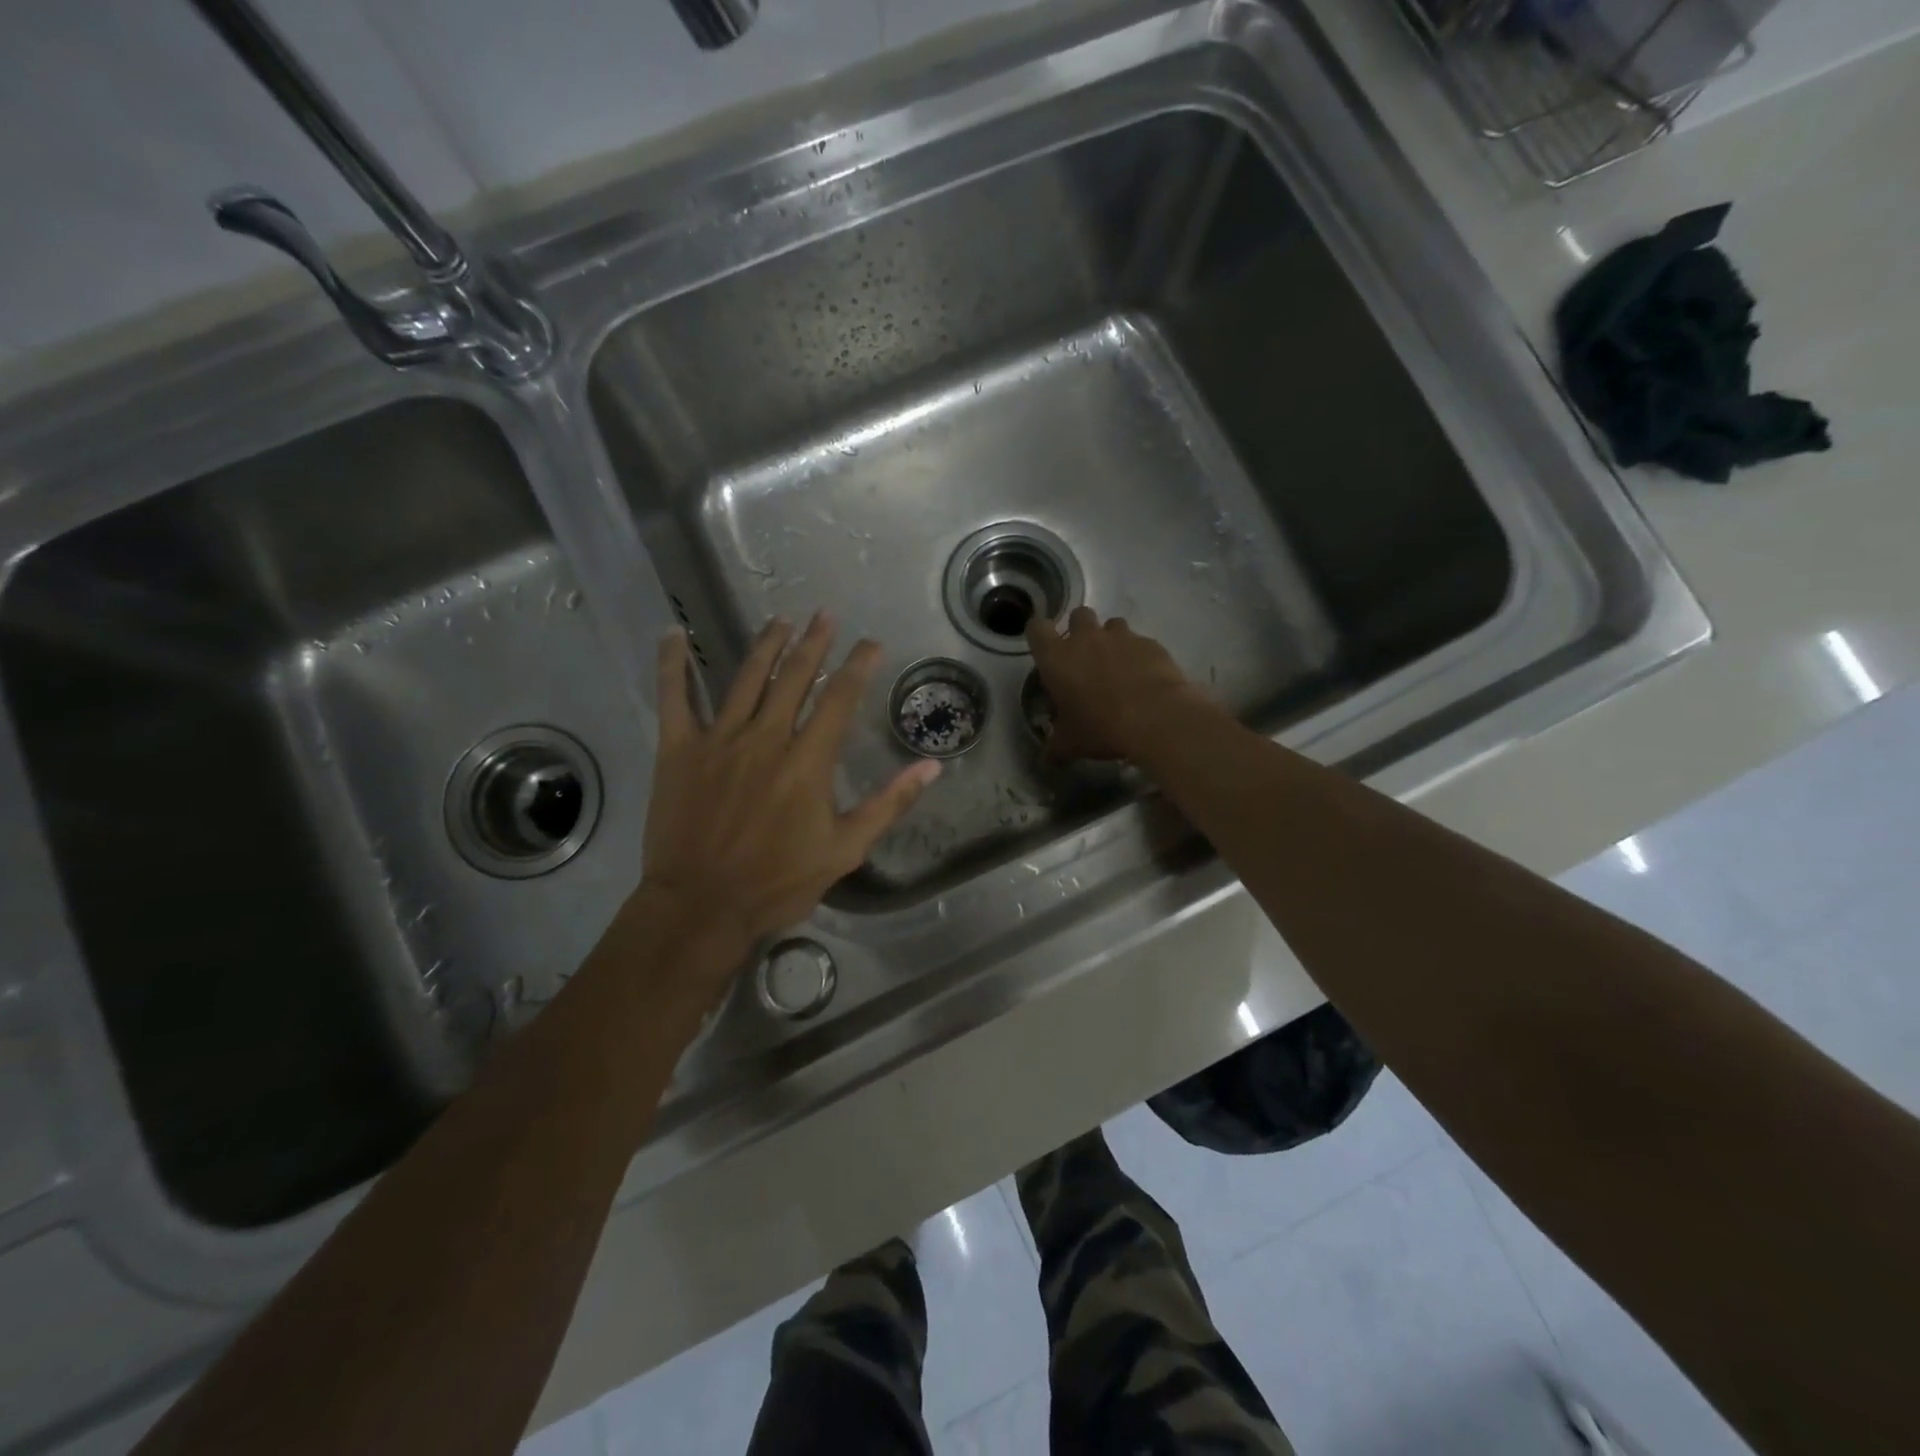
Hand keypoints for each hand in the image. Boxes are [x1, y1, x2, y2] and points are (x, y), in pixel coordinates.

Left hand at [640, 613, 940, 948]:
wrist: (702, 906)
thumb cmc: (778, 882)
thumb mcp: (846, 849)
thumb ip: (889, 803)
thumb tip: (931, 767)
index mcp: (807, 761)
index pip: (839, 699)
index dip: (858, 665)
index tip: (870, 643)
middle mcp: (766, 738)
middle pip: (794, 677)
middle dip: (814, 642)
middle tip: (825, 614)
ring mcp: (718, 740)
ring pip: (746, 678)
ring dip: (766, 645)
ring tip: (781, 620)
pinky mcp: (678, 750)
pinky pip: (673, 698)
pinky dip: (672, 664)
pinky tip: (674, 633)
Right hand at [1027, 607, 1214, 761]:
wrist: (1156, 717)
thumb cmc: (1100, 727)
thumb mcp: (1071, 743)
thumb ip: (1055, 747)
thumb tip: (1046, 761)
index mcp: (1056, 657)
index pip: (1036, 628)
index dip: (1038, 634)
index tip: (1043, 647)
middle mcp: (1086, 638)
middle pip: (1077, 615)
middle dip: (1079, 630)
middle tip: (1084, 657)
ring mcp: (1121, 637)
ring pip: (1112, 624)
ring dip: (1111, 639)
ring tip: (1117, 666)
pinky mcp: (1150, 643)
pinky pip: (1140, 642)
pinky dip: (1139, 654)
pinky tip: (1144, 678)